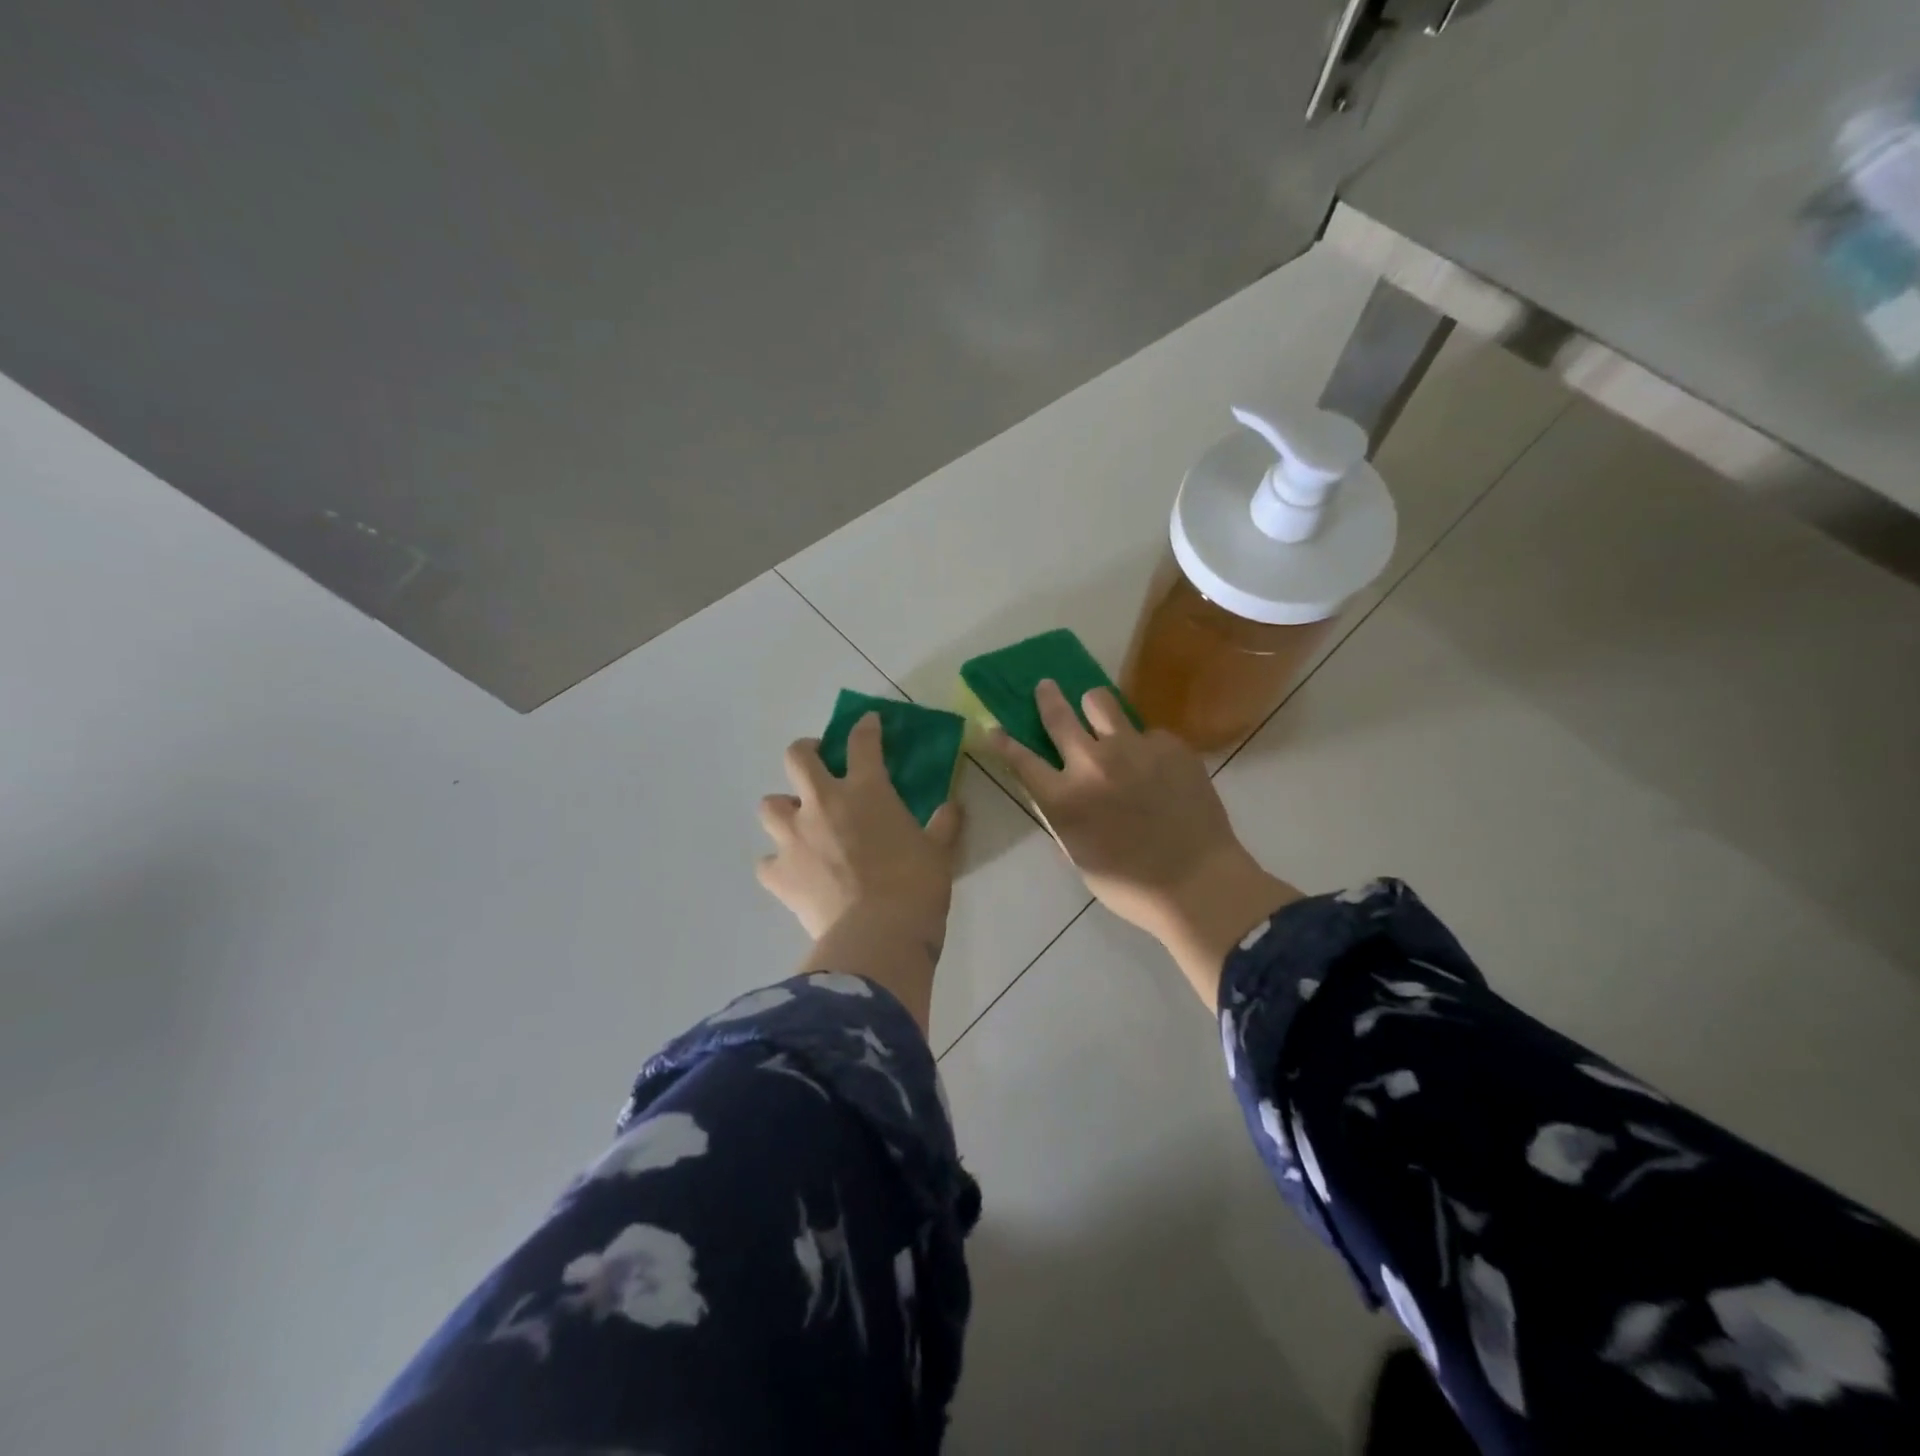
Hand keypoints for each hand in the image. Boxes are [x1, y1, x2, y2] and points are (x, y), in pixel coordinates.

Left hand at [758, 713, 963, 949]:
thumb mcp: (939, 851)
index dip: (864, 727)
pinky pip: (767, 862)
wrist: (878, 935)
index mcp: (866, 790)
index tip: (867, 723)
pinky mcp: (778, 874)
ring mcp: (794, 837)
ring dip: (784, 809)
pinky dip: (778, 864)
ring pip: (769, 805)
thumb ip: (944, 824)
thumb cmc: (915, 886)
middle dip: (806, 752)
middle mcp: (822, 803)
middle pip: (797, 757)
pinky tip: (793, 873)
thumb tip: (953, 806)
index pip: (862, 742)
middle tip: (817, 763)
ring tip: (799, 822)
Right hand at [988, 680, 1297, 1007]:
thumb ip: (1062, 815)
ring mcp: (1133, 748)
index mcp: (1064, 798)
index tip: (993, 728)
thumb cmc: (1130, 885)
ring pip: (1100, 702)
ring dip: (1093, 708)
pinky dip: (1143, 746)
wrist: (1198, 883)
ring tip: (1101, 717)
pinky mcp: (1169, 745)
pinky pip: (1146, 733)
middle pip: (1059, 715)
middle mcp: (1092, 763)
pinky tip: (1158, 769)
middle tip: (1046, 686)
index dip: (1003, 742)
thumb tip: (1057, 790)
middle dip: (1047, 697)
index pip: (1021, 760)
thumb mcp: (1078, 854)